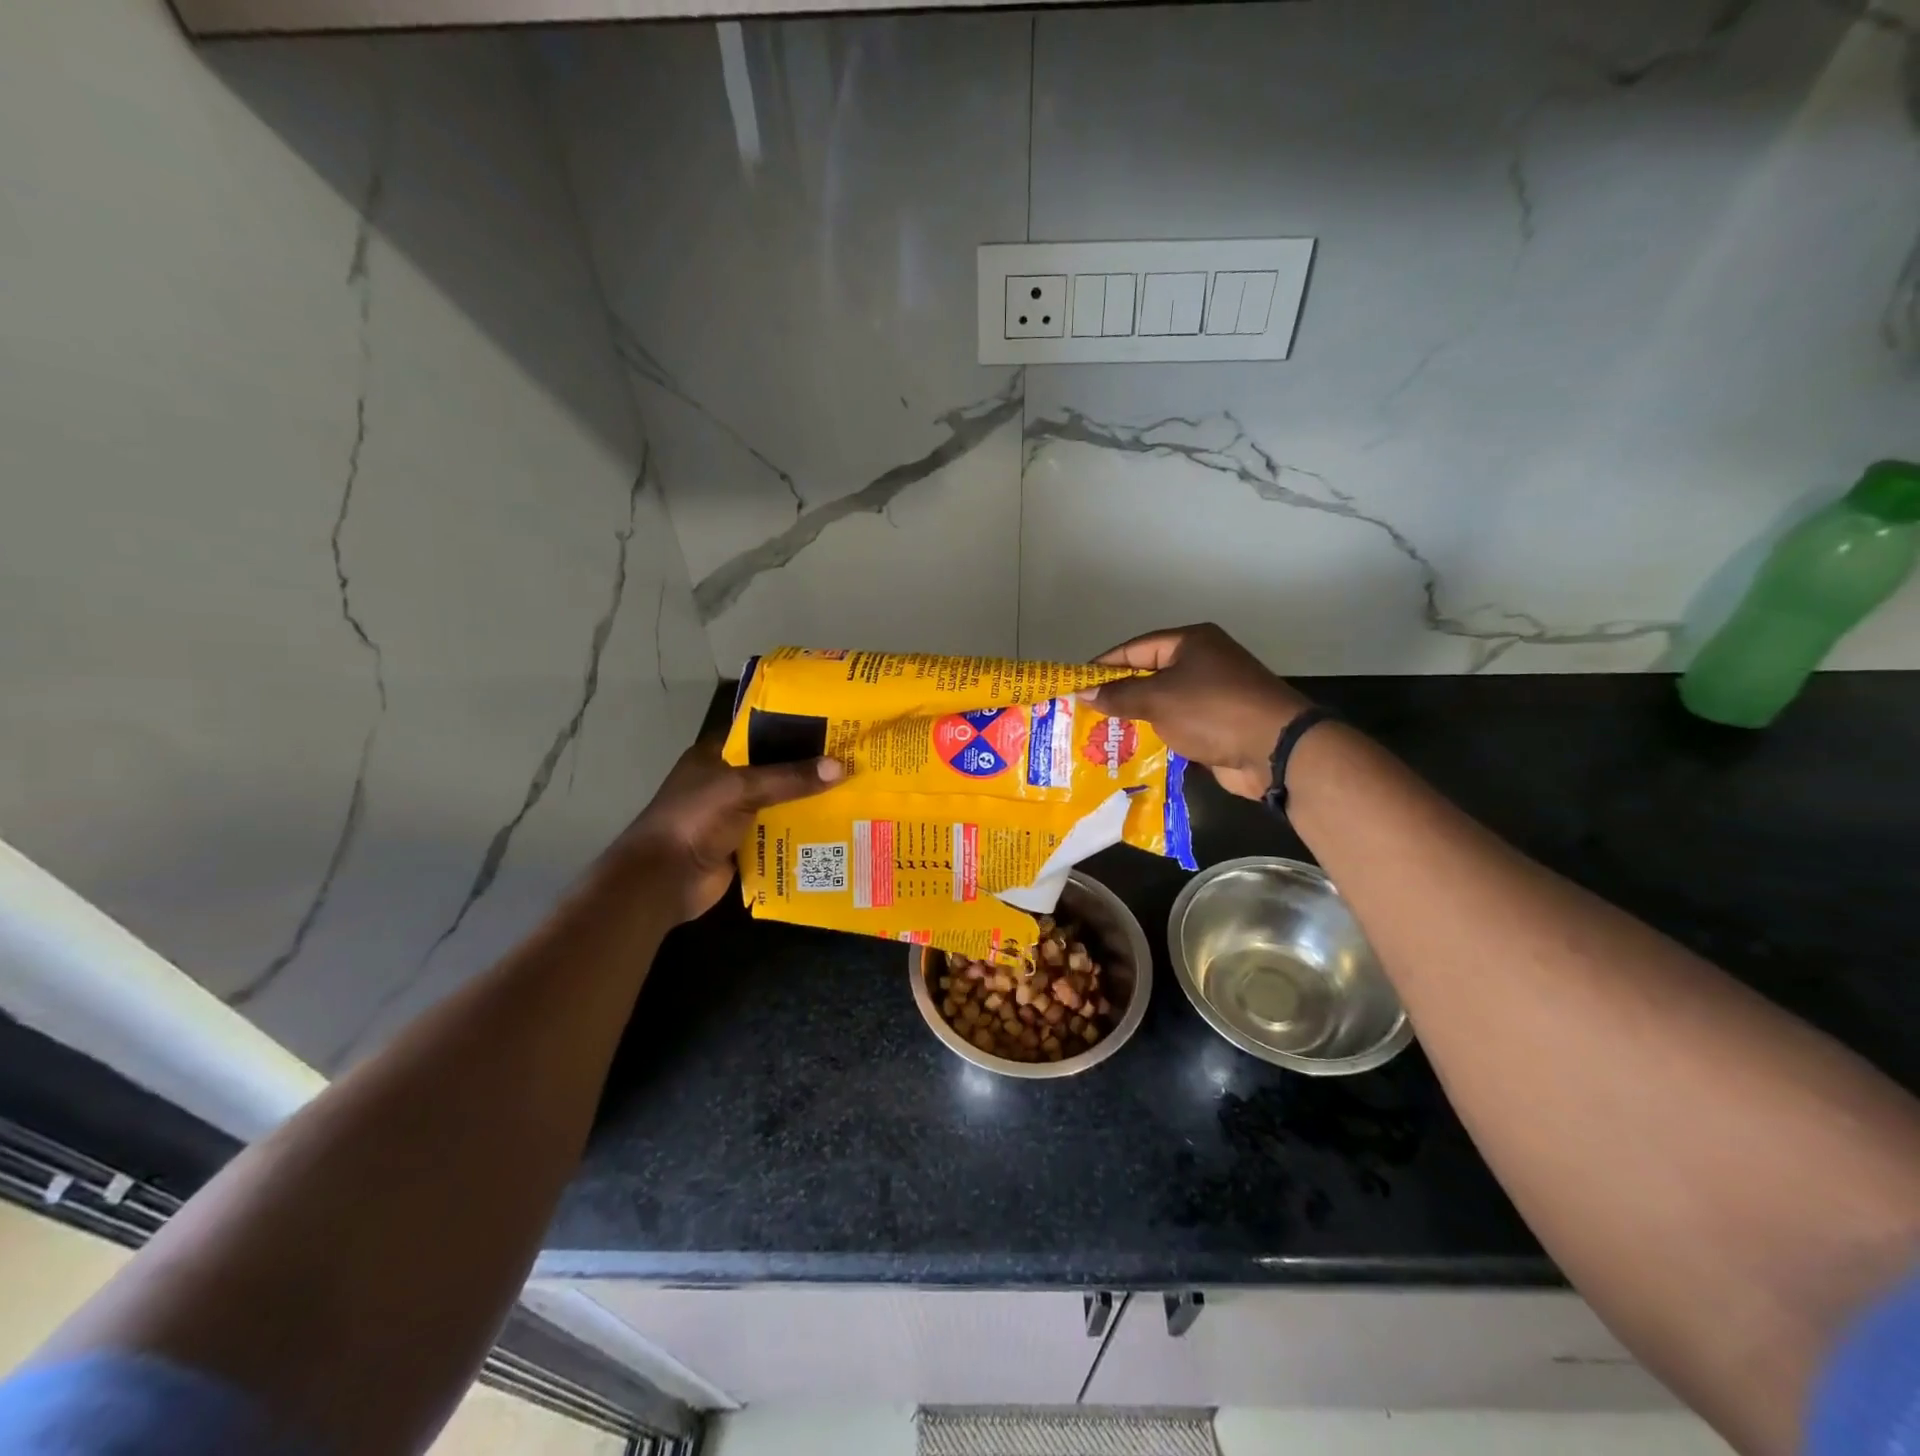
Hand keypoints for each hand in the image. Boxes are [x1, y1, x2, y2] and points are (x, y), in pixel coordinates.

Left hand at [609, 739, 842, 921]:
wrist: (664, 879)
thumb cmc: (695, 819)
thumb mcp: (742, 788)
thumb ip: (789, 778)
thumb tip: (840, 768)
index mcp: (715, 755)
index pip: (758, 732)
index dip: (792, 728)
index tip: (831, 726)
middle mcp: (725, 781)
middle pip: (773, 769)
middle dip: (807, 768)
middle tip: (851, 760)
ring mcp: (733, 814)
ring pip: (778, 801)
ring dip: (808, 801)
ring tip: (852, 792)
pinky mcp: (743, 845)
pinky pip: (778, 833)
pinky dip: (801, 831)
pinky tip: (835, 828)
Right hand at [1084, 624, 1310, 798]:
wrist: (1275, 749)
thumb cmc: (1213, 711)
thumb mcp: (1158, 699)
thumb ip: (1119, 695)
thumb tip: (1084, 693)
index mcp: (1191, 643)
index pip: (1135, 648)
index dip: (1104, 666)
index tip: (1076, 684)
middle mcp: (1203, 663)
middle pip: (1149, 675)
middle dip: (1118, 694)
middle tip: (1085, 712)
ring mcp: (1213, 695)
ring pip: (1163, 703)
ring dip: (1136, 718)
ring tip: (1100, 735)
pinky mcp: (1219, 725)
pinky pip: (1179, 726)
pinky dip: (1158, 736)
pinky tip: (1132, 751)